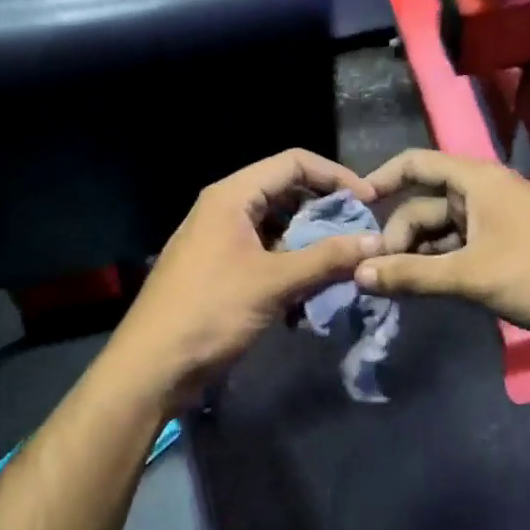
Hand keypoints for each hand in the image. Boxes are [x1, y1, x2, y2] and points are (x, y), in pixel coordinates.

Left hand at [109, 150, 381, 399]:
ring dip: (310, 247)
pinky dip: (291, 269)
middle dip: (326, 214)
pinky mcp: (221, 269)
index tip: (369, 203)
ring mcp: (220, 240)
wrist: (152, 366)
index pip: (294, 162)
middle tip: (359, 238)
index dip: (336, 176)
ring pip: (278, 228)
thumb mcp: (274, 282)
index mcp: (232, 196)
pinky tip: (309, 298)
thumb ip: (327, 258)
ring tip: (341, 269)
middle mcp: (225, 208)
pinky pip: (265, 255)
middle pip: (287, 193)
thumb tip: (377, 241)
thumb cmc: (211, 312)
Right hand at [357, 149, 529, 338]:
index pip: (416, 163)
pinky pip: (461, 252)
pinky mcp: (508, 252)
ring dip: (418, 257)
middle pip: (425, 205)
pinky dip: (441, 268)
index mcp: (476, 180)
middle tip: (376, 275)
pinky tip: (424, 292)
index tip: (353, 209)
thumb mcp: (471, 275)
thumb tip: (357, 273)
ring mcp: (498, 224)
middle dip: (398, 236)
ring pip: (442, 233)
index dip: (381, 179)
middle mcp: (484, 195)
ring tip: (393, 288)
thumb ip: (412, 274)